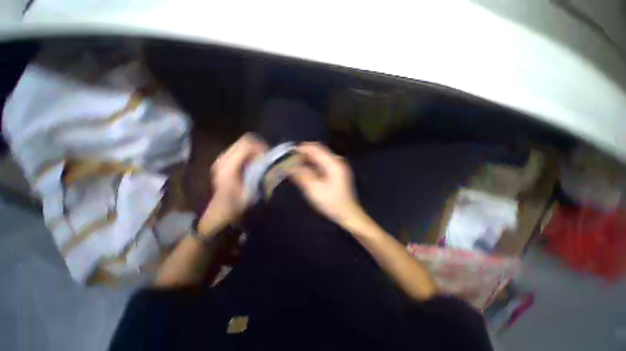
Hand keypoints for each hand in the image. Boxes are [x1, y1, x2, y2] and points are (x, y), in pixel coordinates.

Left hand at [198, 134, 267, 234]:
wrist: (220, 209)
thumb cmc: (236, 203)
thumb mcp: (251, 191)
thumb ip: (259, 174)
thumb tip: (268, 161)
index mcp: (229, 166)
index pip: (247, 145)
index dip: (260, 147)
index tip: (268, 156)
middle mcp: (223, 158)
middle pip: (244, 141)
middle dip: (258, 146)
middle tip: (266, 157)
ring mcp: (222, 158)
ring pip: (241, 144)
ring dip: (253, 150)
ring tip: (260, 160)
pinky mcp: (223, 160)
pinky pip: (239, 149)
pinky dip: (248, 153)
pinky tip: (252, 163)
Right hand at [289, 142, 364, 226]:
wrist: (348, 213)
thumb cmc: (331, 202)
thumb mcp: (314, 190)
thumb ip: (302, 175)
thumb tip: (289, 166)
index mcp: (333, 163)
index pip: (316, 148)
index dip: (302, 148)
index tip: (289, 151)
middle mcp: (337, 161)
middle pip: (318, 151)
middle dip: (304, 153)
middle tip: (290, 159)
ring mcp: (338, 166)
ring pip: (320, 156)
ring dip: (308, 158)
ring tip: (295, 163)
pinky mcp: (337, 171)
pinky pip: (323, 163)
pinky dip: (314, 164)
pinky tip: (306, 169)